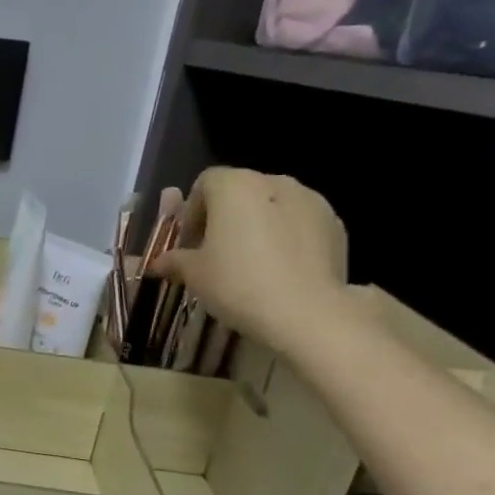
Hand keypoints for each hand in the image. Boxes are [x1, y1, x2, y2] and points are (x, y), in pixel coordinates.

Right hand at [150, 167, 352, 353]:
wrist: (307, 312)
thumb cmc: (238, 283)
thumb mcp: (194, 275)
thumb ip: (175, 261)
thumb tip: (159, 263)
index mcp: (235, 186)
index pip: (204, 183)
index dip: (192, 211)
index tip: (190, 243)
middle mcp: (274, 181)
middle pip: (240, 191)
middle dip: (225, 217)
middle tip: (216, 253)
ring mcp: (310, 200)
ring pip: (273, 205)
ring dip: (258, 224)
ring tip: (252, 262)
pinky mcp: (335, 223)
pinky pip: (300, 222)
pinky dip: (287, 237)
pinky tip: (281, 269)